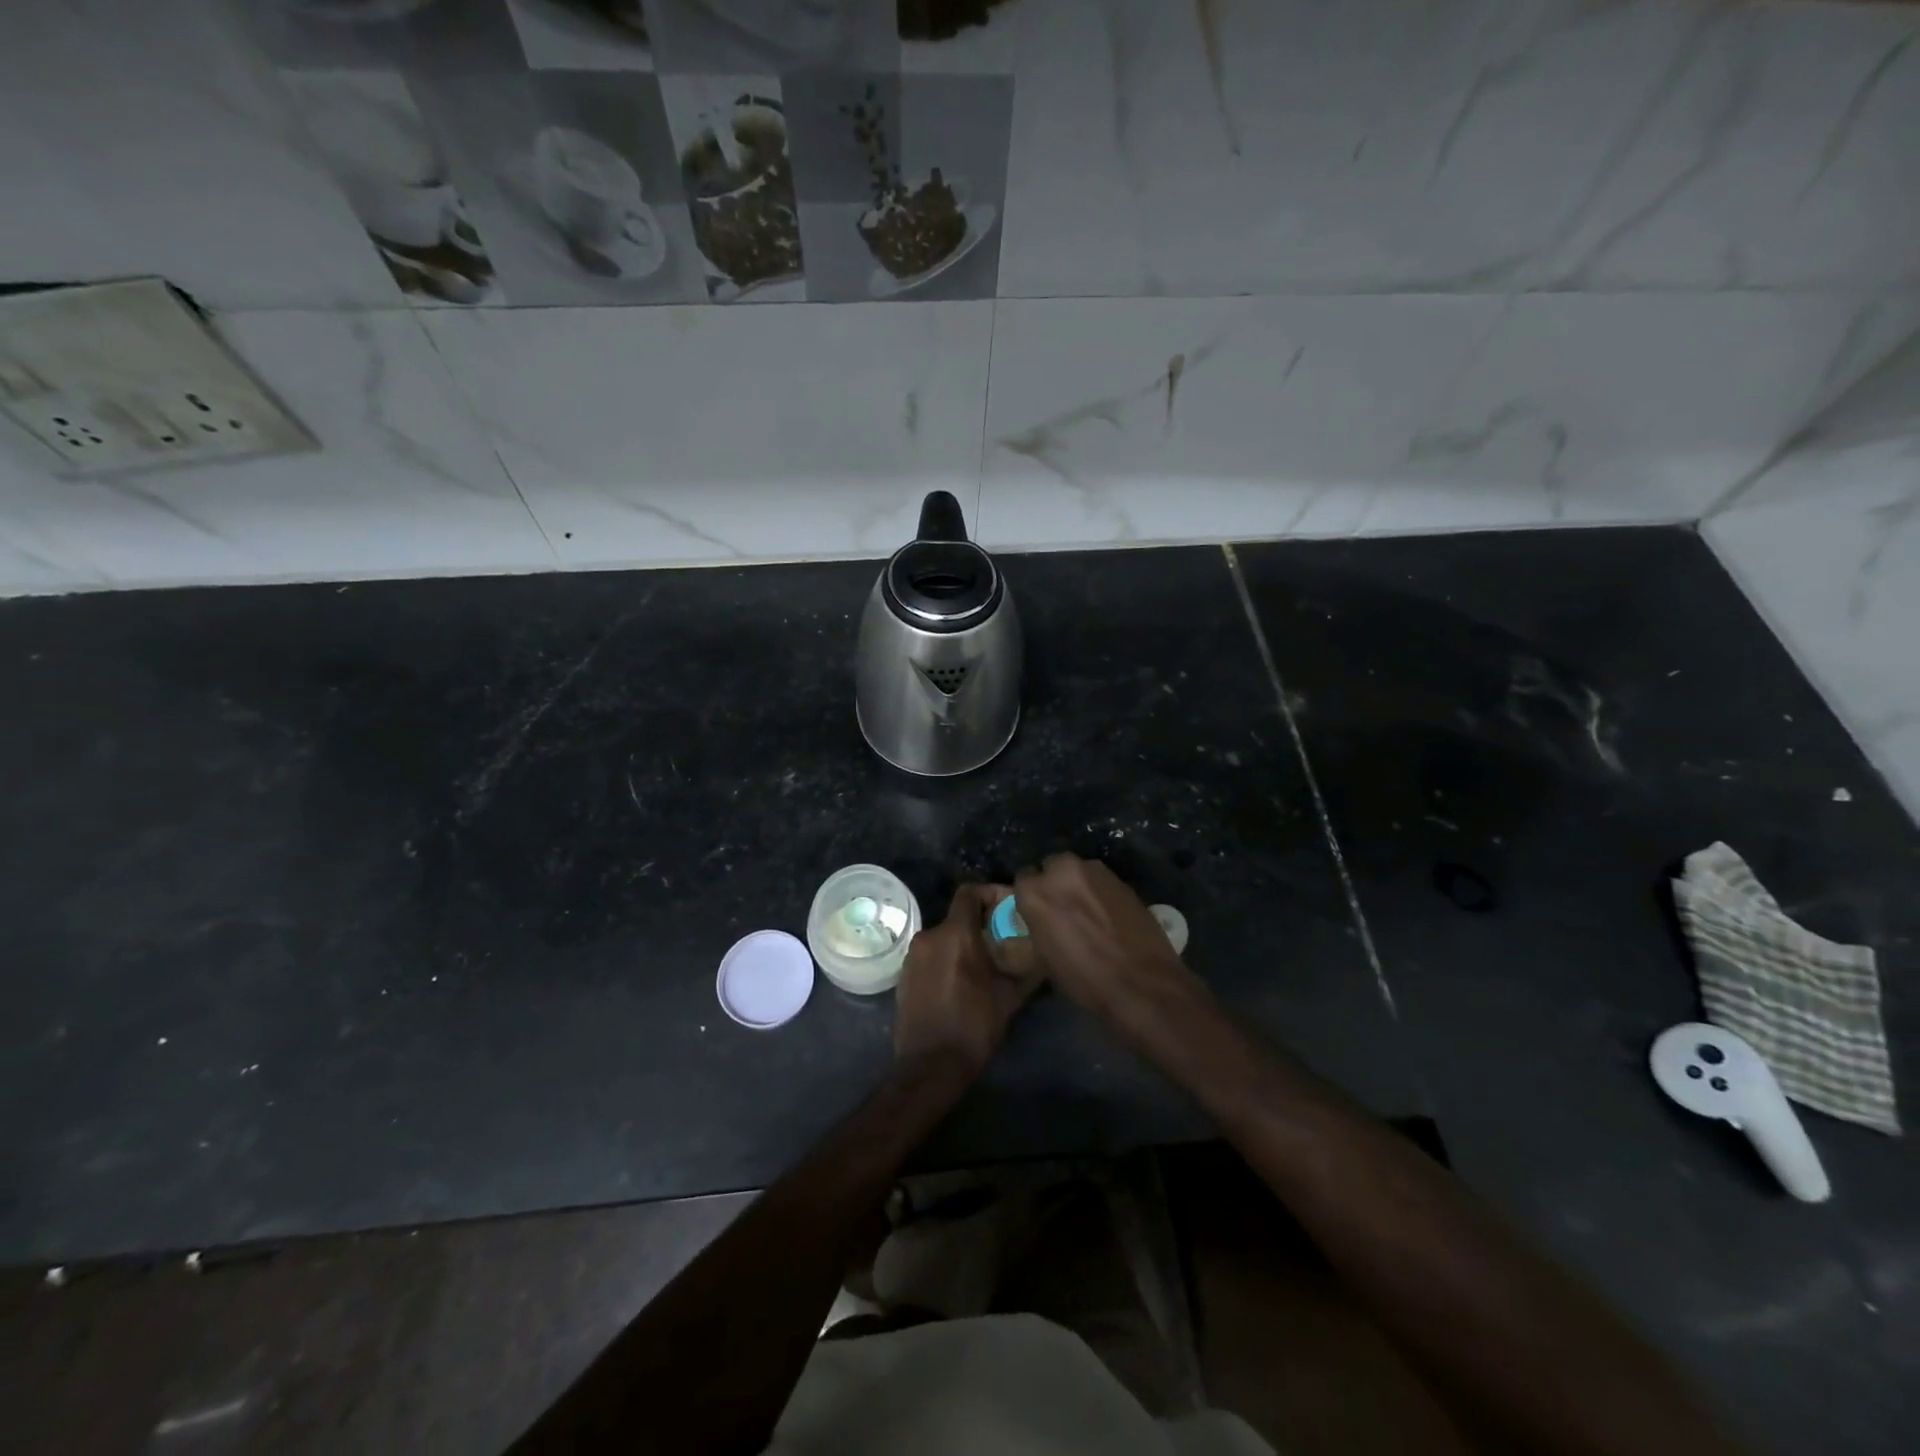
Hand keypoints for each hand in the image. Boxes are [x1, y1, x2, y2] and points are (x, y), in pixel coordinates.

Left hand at [894, 884, 1041, 1078]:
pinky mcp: (903, 975)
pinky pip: (930, 955)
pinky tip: (961, 983)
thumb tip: (1045, 952)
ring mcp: (912, 956)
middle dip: (981, 925)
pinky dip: (947, 960)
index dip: (990, 893)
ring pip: (944, 937)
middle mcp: (929, 936)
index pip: (970, 892)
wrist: (930, 1066)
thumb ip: (1027, 967)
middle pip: (958, 917)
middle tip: (1003, 942)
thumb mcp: (1010, 997)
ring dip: (964, 944)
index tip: (1007, 909)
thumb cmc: (974, 1027)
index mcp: (955, 934)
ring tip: (985, 966)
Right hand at [1012, 853, 1204, 1035]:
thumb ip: (1038, 927)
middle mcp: (1062, 871)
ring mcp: (1095, 871)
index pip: (1023, 880)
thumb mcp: (1045, 959)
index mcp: (1035, 892)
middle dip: (1055, 883)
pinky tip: (1109, 916)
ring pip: (1078, 871)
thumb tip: (1041, 922)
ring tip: (1089, 912)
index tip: (1038, 912)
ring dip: (1079, 885)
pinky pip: (1101, 881)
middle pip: (1052, 867)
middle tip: (1063, 909)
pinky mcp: (1121, 878)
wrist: (1141, 983)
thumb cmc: (1084, 979)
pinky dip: (1101, 893)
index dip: (1031, 897)